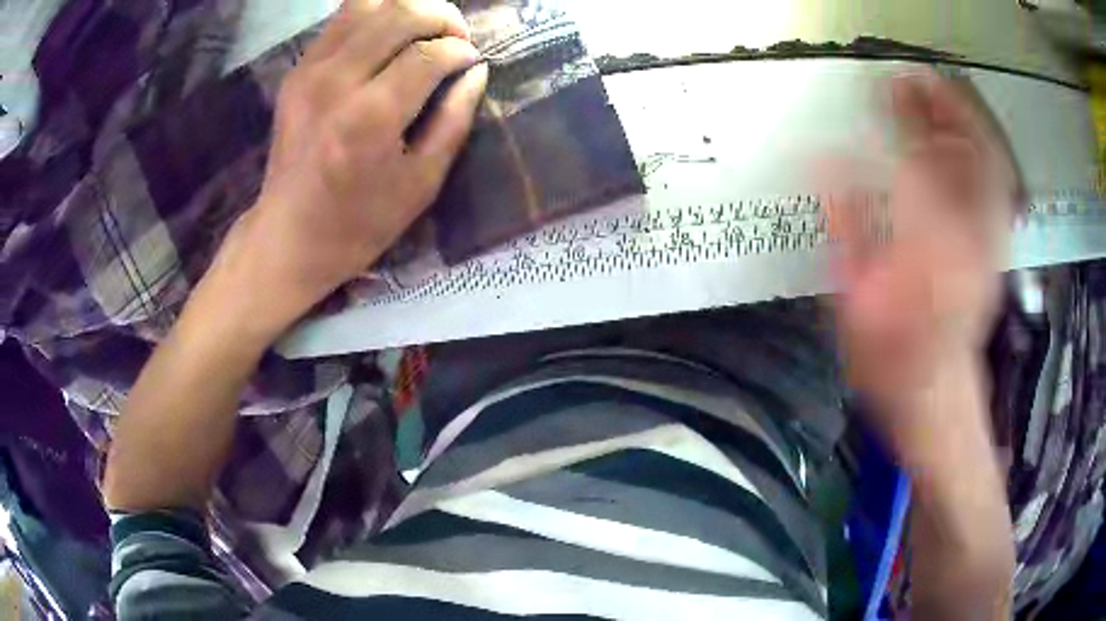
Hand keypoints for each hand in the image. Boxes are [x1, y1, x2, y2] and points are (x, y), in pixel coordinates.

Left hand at [208, 0, 487, 341]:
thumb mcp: (421, 185)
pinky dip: (374, 16)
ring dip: (407, 7)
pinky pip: (341, 19)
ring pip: (368, 4)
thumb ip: (453, 121)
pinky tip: (389, 36)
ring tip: (425, 28)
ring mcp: (310, 71)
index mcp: (371, 117)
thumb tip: (475, 72)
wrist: (287, 237)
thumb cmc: (358, 224)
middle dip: (441, 17)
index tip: (472, 62)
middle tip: (456, 38)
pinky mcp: (297, 71)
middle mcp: (337, 81)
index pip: (429, 54)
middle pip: (400, 14)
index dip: (460, 51)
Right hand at [827, 73, 1019, 452]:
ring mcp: (989, 244)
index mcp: (926, 255)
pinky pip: (998, 188)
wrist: (934, 392)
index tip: (878, 89)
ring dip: (965, 124)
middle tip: (916, 75)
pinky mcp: (996, 248)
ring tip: (939, 93)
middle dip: (943, 109)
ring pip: (989, 168)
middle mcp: (967, 243)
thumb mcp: (855, 305)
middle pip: (966, 158)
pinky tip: (963, 136)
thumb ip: (844, 228)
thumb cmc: (890, 359)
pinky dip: (983, 152)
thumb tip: (824, 161)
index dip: (898, 122)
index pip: (917, 167)